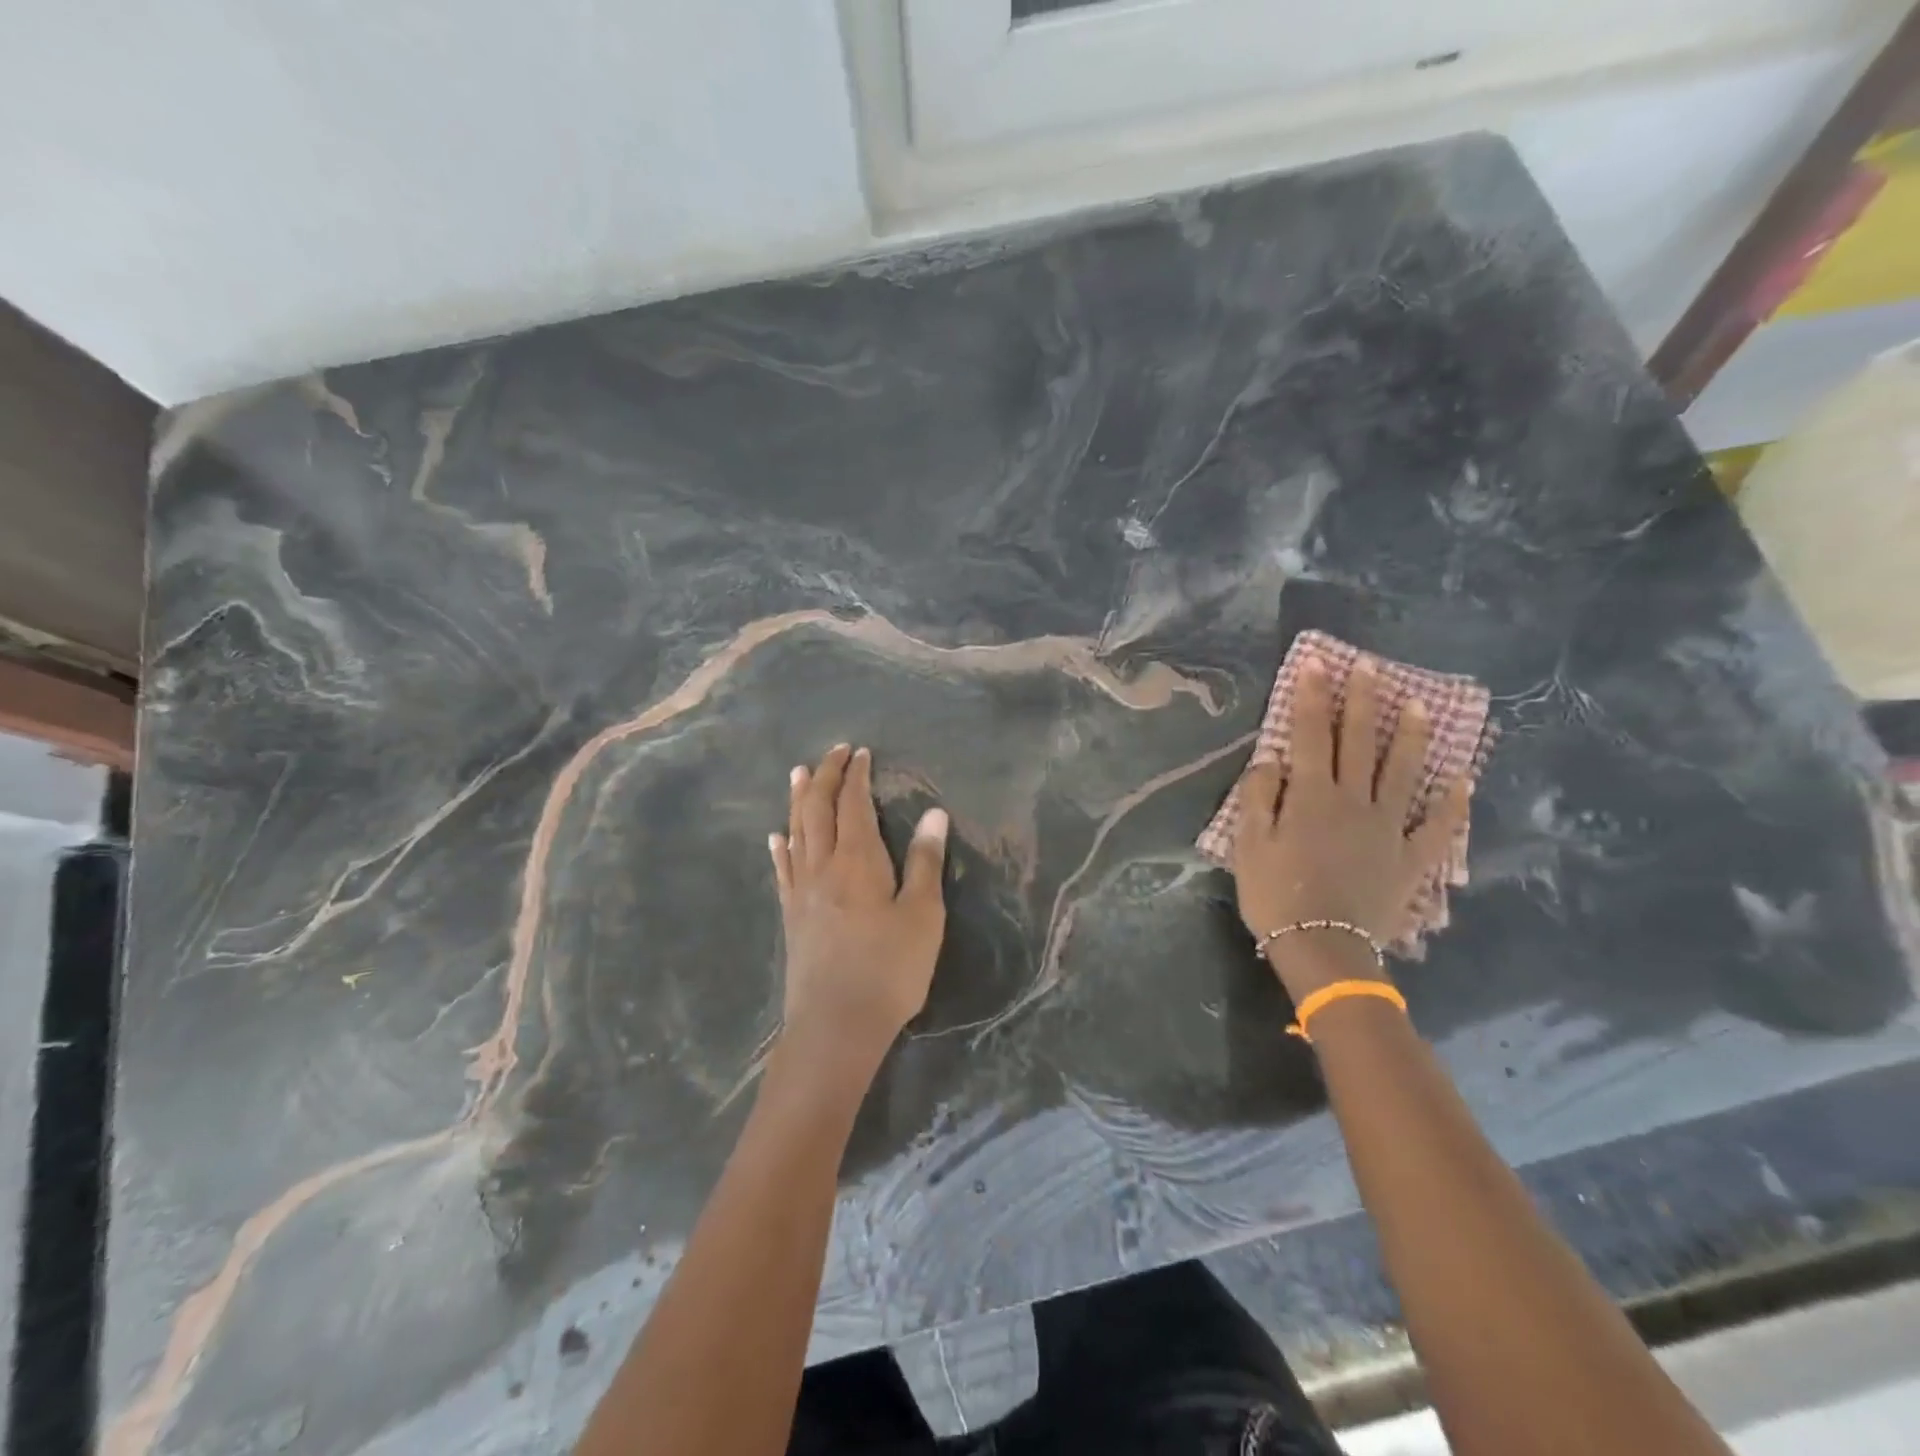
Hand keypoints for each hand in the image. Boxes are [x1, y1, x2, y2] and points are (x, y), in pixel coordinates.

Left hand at [770, 744, 950, 1069]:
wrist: (835, 1025)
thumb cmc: (889, 969)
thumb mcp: (923, 916)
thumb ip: (926, 861)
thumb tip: (934, 813)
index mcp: (858, 860)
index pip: (853, 804)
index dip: (855, 775)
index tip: (859, 753)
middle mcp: (823, 866)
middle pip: (817, 809)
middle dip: (824, 776)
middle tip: (832, 752)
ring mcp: (801, 891)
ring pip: (796, 832)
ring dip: (798, 800)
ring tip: (798, 775)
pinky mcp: (791, 916)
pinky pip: (783, 869)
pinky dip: (781, 846)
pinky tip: (776, 837)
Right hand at [1232, 656, 1469, 992]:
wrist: (1322, 948)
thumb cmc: (1277, 895)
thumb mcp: (1250, 845)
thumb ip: (1259, 797)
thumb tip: (1271, 759)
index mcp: (1312, 797)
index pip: (1312, 735)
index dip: (1313, 698)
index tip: (1318, 664)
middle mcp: (1354, 801)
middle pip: (1359, 743)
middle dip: (1363, 702)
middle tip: (1370, 667)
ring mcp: (1389, 828)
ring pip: (1403, 773)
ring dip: (1411, 736)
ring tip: (1419, 704)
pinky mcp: (1411, 858)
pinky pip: (1437, 825)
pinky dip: (1452, 802)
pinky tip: (1463, 779)